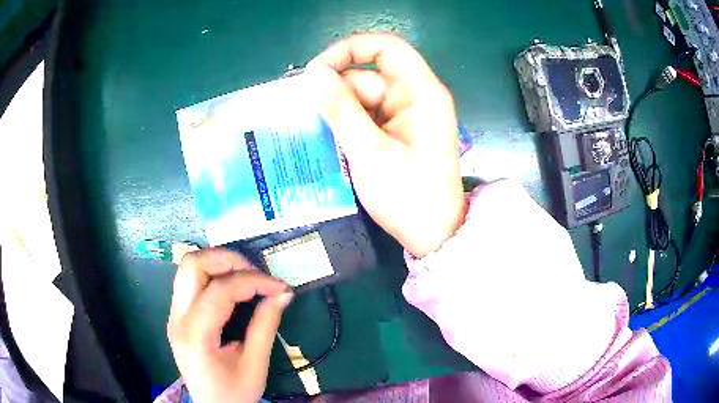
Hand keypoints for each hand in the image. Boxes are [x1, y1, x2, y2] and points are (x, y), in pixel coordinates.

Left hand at [167, 249, 292, 402]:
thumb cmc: (234, 393)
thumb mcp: (255, 364)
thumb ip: (265, 325)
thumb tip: (283, 293)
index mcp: (195, 335)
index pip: (220, 291)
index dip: (253, 281)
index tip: (280, 286)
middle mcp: (177, 318)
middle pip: (192, 265)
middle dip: (228, 260)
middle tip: (257, 273)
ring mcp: (174, 314)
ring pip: (188, 267)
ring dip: (218, 263)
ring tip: (246, 277)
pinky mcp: (178, 315)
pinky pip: (191, 281)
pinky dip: (213, 275)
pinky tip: (232, 287)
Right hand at [307, 33, 465, 256]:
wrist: (433, 235)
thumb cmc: (408, 196)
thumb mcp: (369, 152)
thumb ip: (340, 109)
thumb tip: (313, 75)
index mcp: (421, 92)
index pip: (387, 48)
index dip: (349, 50)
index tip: (317, 72)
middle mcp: (416, 97)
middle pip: (369, 77)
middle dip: (336, 95)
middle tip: (306, 119)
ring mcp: (408, 115)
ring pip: (363, 99)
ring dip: (339, 115)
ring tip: (315, 136)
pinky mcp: (400, 132)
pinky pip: (368, 117)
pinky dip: (348, 127)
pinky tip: (332, 143)